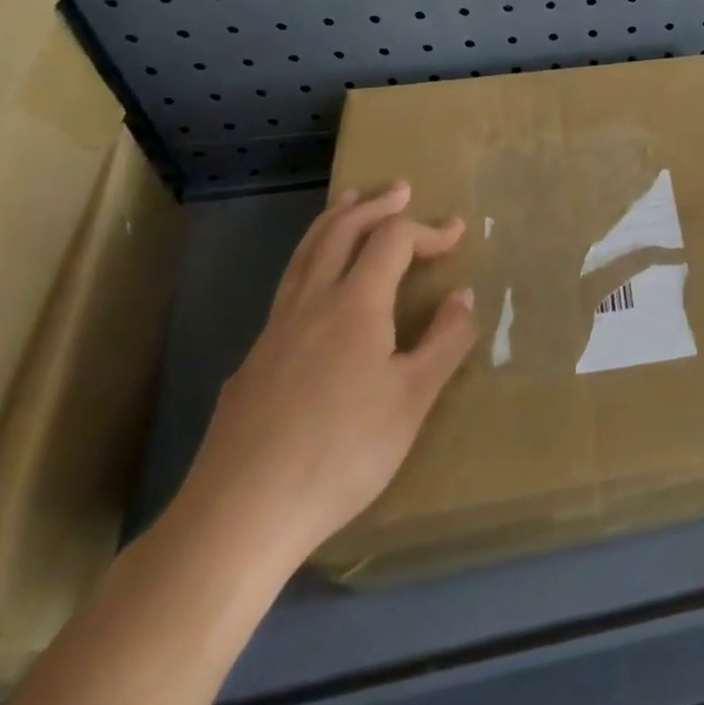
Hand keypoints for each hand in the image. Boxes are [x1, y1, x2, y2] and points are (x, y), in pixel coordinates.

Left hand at [175, 183, 475, 571]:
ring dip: (333, 222)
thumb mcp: (413, 399)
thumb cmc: (342, 452)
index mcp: (355, 305)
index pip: (392, 241)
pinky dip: (311, 262)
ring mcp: (274, 332)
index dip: (427, 229)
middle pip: (339, 232)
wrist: (239, 515)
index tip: (457, 233)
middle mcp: (311, 304)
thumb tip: (464, 295)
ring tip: (350, 204)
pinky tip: (318, 291)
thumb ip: (445, 341)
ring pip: (304, 256)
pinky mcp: (253, 363)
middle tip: (399, 189)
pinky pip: (288, 289)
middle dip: (373, 205)